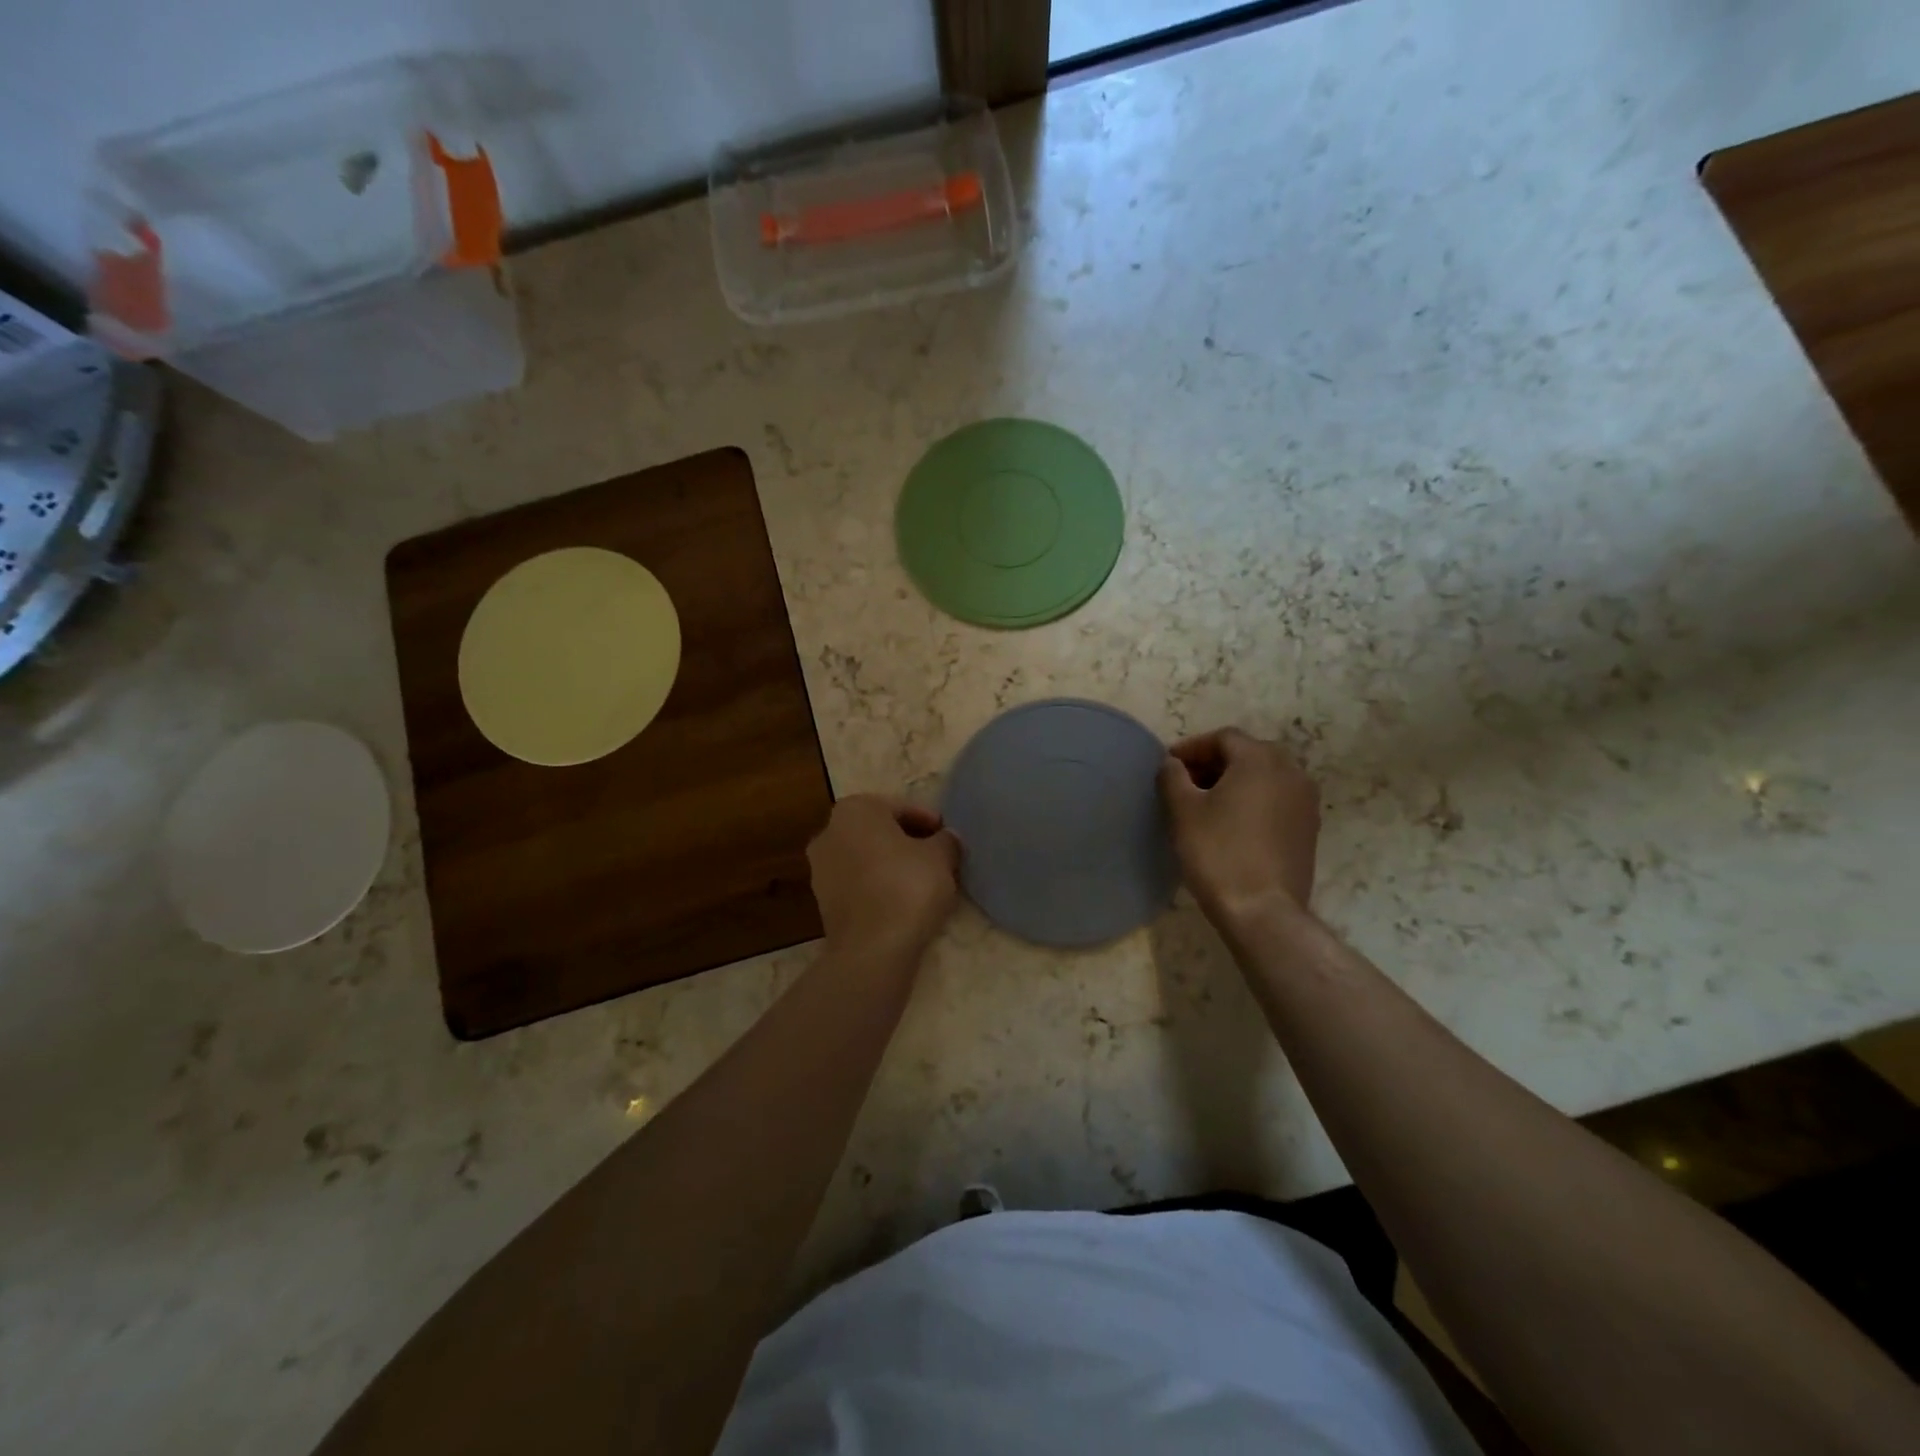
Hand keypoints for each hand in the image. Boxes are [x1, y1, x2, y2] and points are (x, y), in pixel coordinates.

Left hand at [807, 796, 960, 959]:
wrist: (872, 948)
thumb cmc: (907, 887)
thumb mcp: (941, 857)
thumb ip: (946, 840)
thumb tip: (947, 838)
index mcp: (855, 810)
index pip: (901, 807)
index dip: (929, 821)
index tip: (948, 838)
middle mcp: (829, 832)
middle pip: (880, 831)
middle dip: (909, 841)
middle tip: (939, 857)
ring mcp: (821, 869)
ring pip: (868, 858)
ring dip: (893, 864)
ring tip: (925, 880)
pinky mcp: (823, 902)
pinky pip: (859, 883)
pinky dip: (880, 886)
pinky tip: (904, 900)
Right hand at [1159, 728, 1319, 924]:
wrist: (1262, 910)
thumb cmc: (1218, 853)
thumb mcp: (1182, 810)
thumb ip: (1172, 776)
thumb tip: (1172, 764)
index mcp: (1260, 759)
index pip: (1223, 738)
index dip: (1191, 747)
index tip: (1168, 766)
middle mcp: (1291, 771)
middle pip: (1247, 754)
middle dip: (1213, 763)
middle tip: (1184, 783)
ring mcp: (1305, 801)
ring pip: (1264, 777)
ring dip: (1234, 782)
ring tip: (1206, 804)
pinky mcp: (1308, 828)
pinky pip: (1276, 800)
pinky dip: (1253, 801)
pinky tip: (1231, 824)